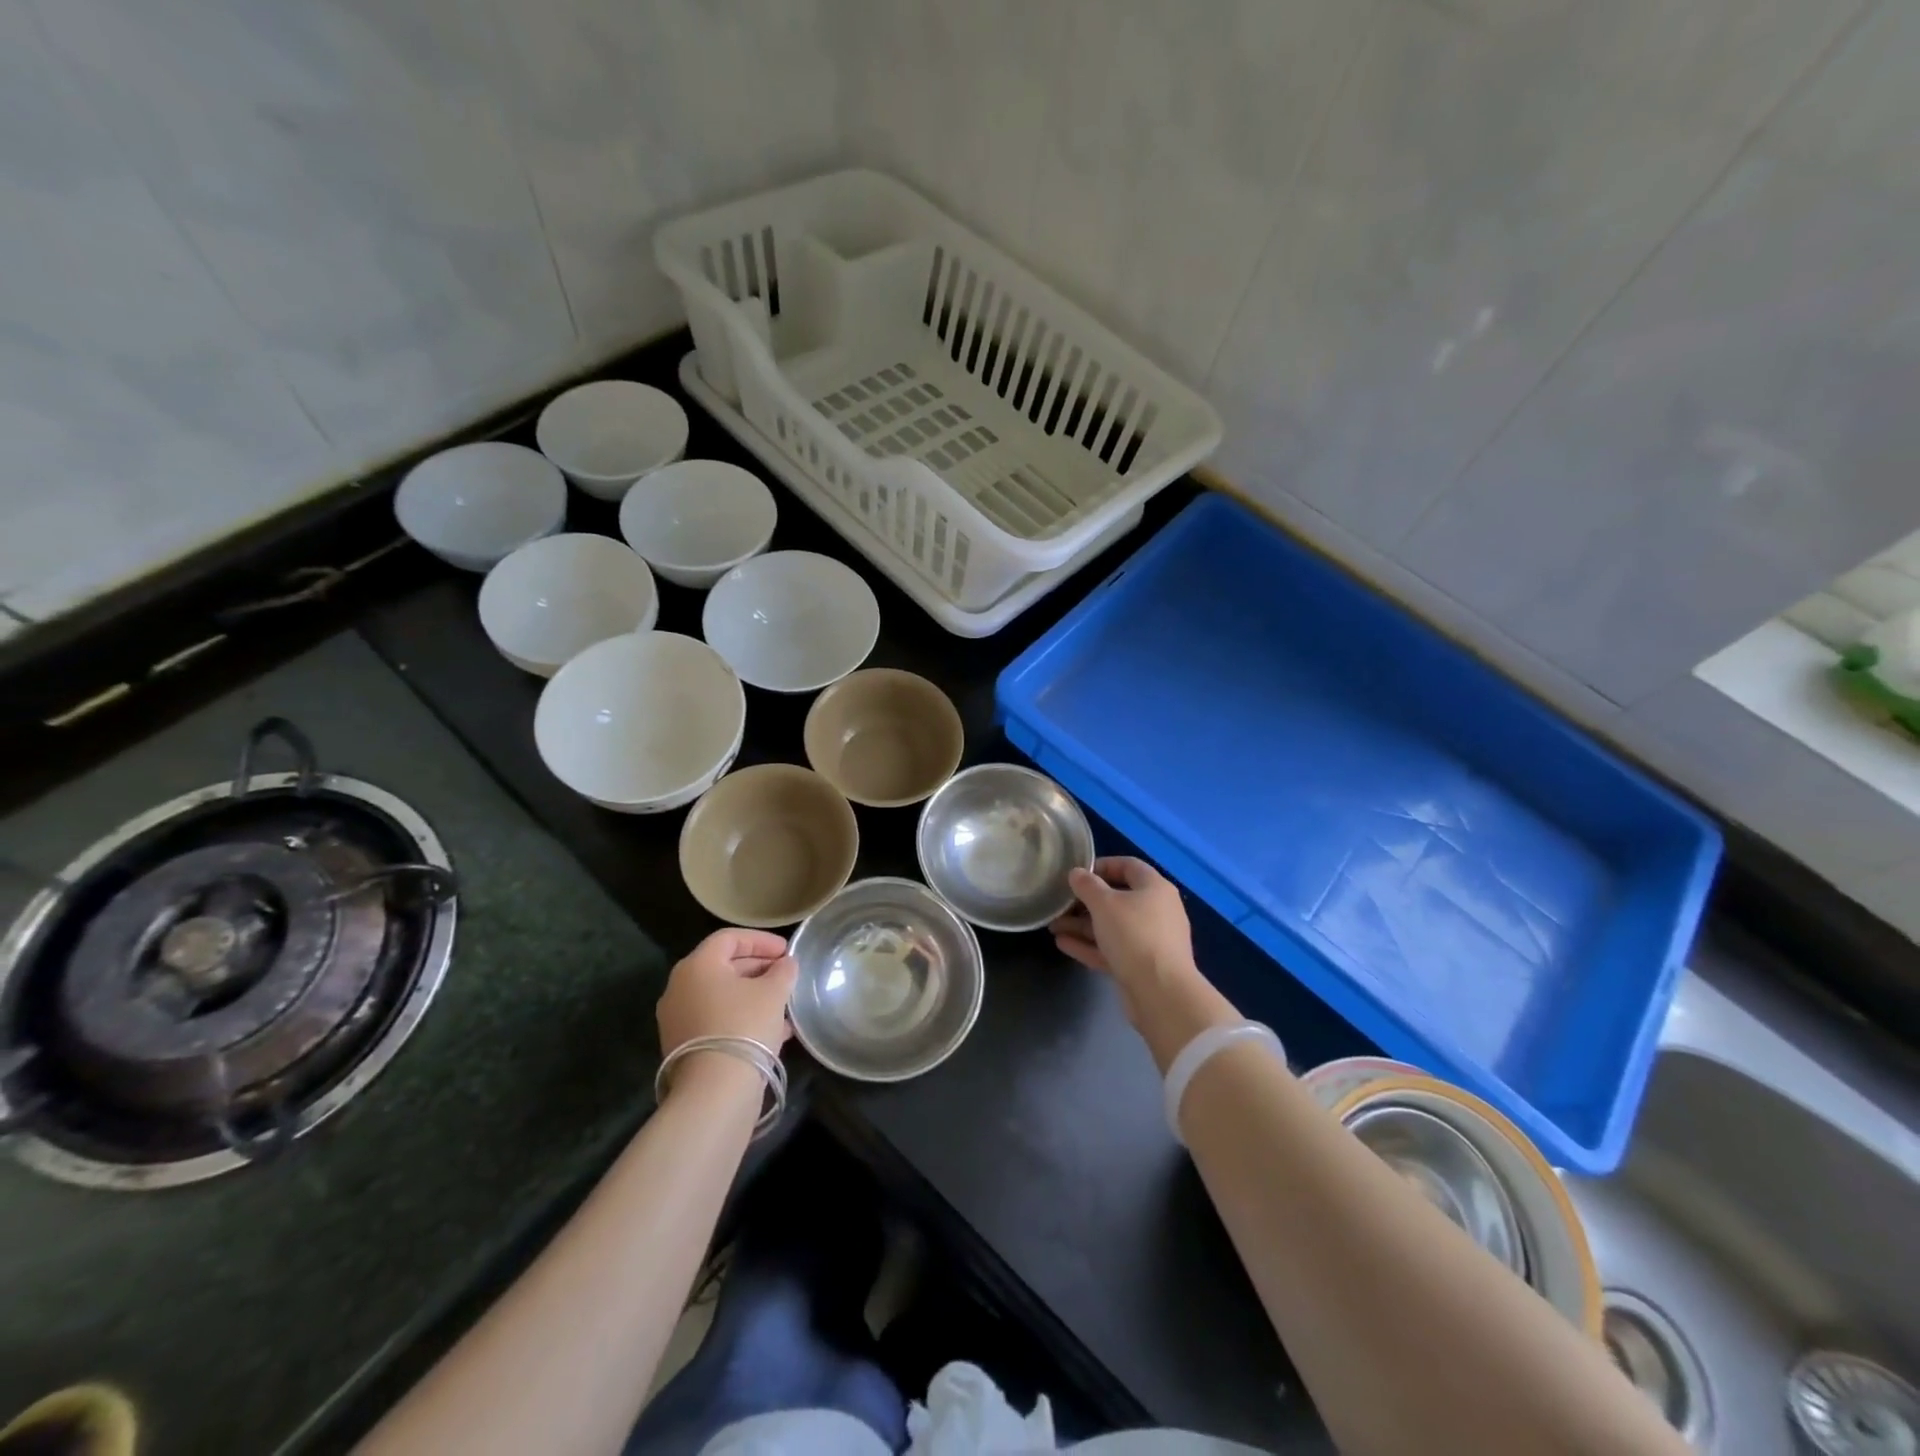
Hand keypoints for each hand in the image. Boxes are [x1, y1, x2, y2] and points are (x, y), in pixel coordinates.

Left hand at [657, 928, 797, 1057]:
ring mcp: (678, 1019)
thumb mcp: (773, 992)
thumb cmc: (744, 1026)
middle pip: (723, 966)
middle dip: (758, 968)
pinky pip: (716, 1020)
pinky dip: (742, 1017)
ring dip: (753, 995)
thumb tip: (786, 964)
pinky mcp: (684, 1046)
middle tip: (785, 974)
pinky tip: (773, 1030)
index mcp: (697, 966)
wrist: (715, 1091)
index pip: (729, 938)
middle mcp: (680, 988)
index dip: (761, 940)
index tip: (786, 951)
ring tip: (784, 1003)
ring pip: (722, 996)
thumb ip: (783, 971)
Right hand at [1051, 856, 1194, 987]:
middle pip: (1118, 899)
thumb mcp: (1104, 904)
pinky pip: (1112, 949)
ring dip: (1082, 925)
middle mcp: (1156, 911)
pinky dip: (1089, 945)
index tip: (1077, 873)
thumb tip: (1077, 873)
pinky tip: (1063, 944)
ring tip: (1053, 926)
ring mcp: (1150, 941)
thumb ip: (1087, 886)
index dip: (1102, 865)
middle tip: (1060, 904)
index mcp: (1155, 888)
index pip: (1129, 866)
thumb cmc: (1134, 935)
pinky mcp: (1141, 966)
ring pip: (1112, 927)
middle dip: (1085, 902)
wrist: (1161, 992)